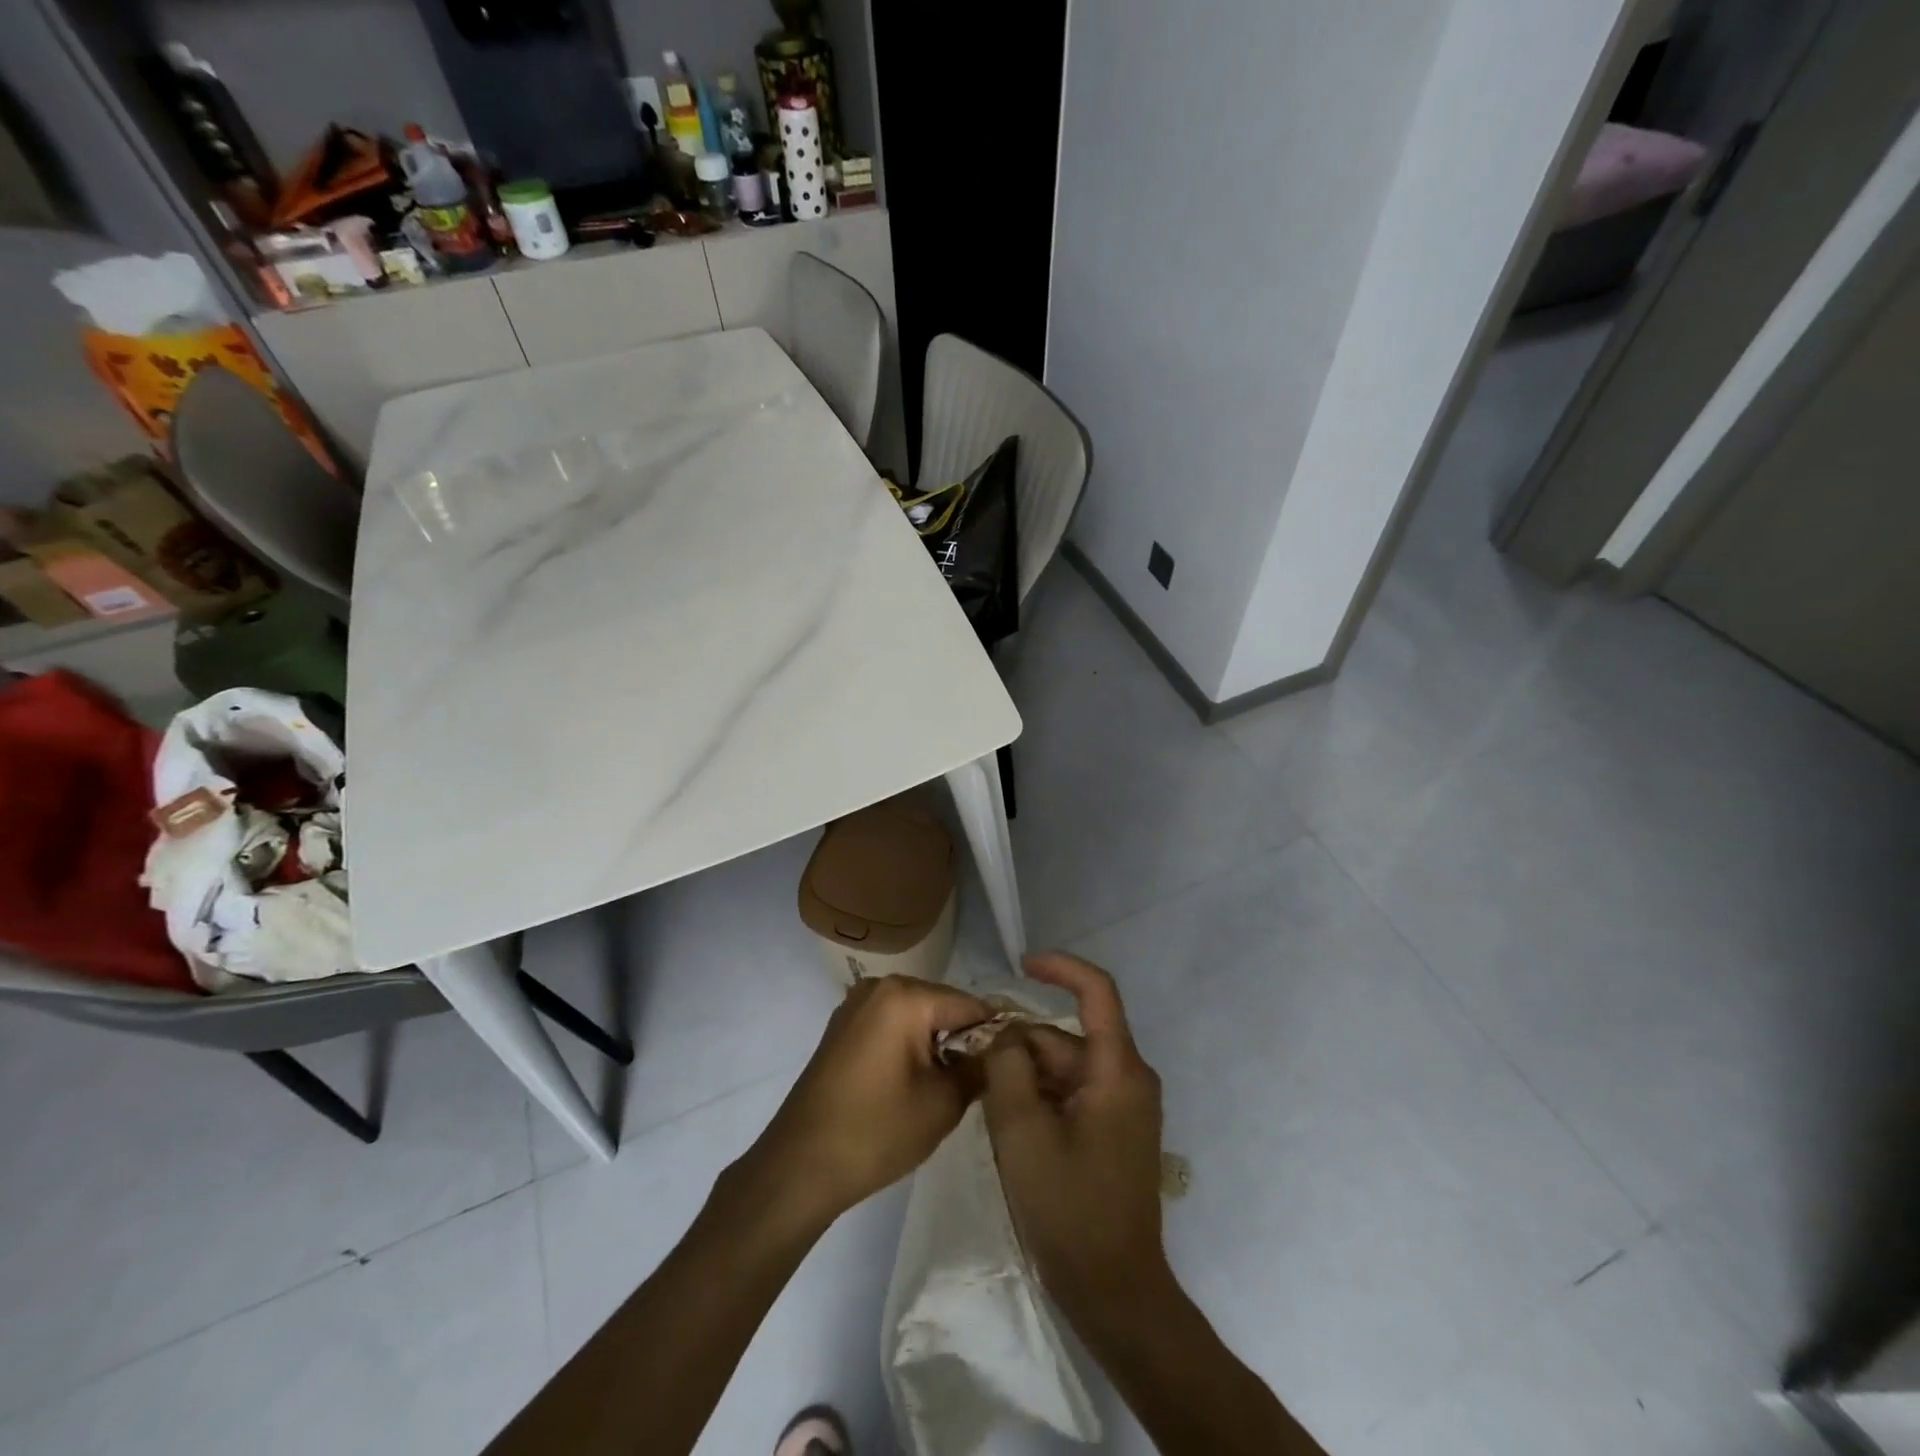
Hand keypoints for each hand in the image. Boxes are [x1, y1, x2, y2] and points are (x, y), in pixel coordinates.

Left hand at [742, 975, 987, 1227]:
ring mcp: (856, 1005)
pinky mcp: (844, 1027)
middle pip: (942, 1005)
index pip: (970, 1005)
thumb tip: (1001, 1053)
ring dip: (937, 1044)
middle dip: (965, 1039)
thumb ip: (979, 1069)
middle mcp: (880, 986)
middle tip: (982, 1081)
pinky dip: (911, 1046)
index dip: (996, 1035)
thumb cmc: (875, 1131)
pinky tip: (916, 1082)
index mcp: (905, 995)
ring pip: (918, 1016)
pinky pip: (892, 1025)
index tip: (1013, 1065)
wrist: (799, 1166)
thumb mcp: (942, 1104)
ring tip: (951, 1086)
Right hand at [982, 952, 1169, 1318]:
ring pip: (1063, 1066)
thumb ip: (1005, 1067)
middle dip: (1019, 1043)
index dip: (1060, 967)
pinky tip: (1006, 1121)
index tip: (1020, 964)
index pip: (1097, 990)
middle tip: (970, 1062)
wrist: (1114, 1293)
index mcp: (1118, 1070)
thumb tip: (1000, 1031)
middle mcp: (1127, 1078)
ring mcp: (1121, 1106)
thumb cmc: (1069, 1209)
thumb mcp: (1022, 1131)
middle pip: (1066, 1037)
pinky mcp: (1112, 1129)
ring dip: (1023, 1074)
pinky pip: (1070, 1092)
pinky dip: (1037, 1096)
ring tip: (983, 1099)